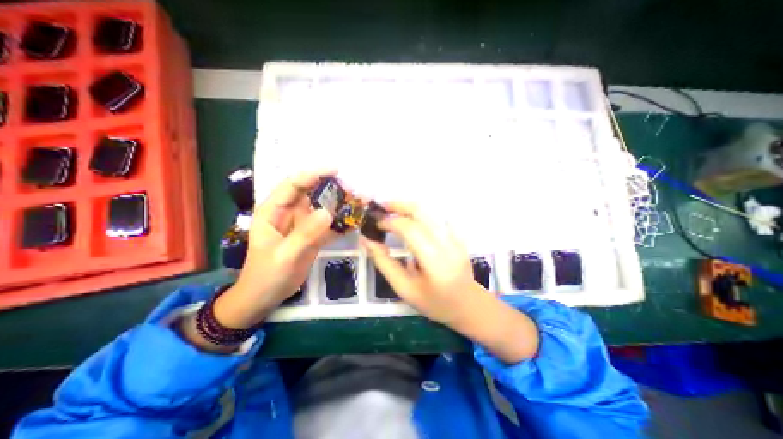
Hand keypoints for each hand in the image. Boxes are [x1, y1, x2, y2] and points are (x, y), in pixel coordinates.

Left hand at [213, 169, 338, 328]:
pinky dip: (340, 222)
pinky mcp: (312, 235)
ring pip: (322, 207)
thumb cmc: (267, 275)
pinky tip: (354, 222)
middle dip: (331, 187)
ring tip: (359, 202)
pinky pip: (327, 224)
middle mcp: (289, 212)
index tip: (336, 171)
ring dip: (339, 204)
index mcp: (273, 210)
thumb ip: (305, 234)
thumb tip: (328, 212)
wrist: (265, 296)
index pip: (293, 185)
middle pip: (311, 192)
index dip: (313, 175)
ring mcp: (302, 223)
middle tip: (353, 188)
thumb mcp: (285, 255)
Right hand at [360, 202, 538, 363]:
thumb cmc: (435, 303)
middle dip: (399, 205)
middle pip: (422, 212)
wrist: (468, 305)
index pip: (410, 229)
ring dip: (409, 208)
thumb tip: (367, 241)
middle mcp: (447, 243)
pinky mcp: (459, 235)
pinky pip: (438, 217)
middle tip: (382, 207)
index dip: (390, 222)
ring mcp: (456, 237)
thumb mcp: (405, 289)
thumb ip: (385, 264)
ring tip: (393, 211)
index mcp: (434, 261)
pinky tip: (412, 219)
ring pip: (430, 211)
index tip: (376, 224)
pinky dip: (421, 214)